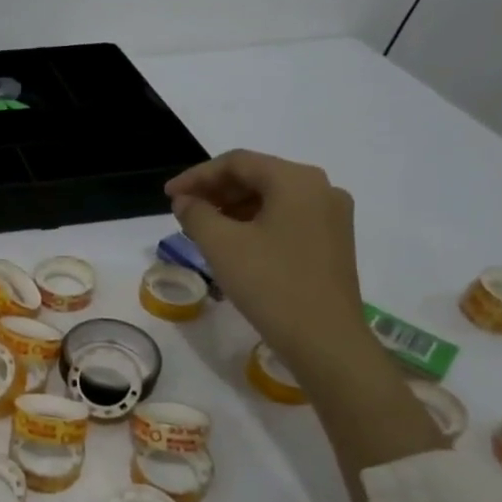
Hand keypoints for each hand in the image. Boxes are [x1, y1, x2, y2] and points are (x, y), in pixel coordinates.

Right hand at [165, 149, 367, 368]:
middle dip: (215, 191)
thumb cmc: (270, 284)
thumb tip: (186, 201)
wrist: (325, 339)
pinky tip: (233, 244)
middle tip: (182, 210)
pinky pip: (286, 219)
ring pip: (272, 199)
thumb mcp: (221, 245)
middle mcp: (321, 189)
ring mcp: (332, 217)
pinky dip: (255, 223)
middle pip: (258, 177)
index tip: (168, 195)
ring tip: (202, 228)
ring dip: (233, 208)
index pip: (237, 162)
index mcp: (296, 180)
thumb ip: (197, 214)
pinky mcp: (333, 242)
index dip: (197, 175)